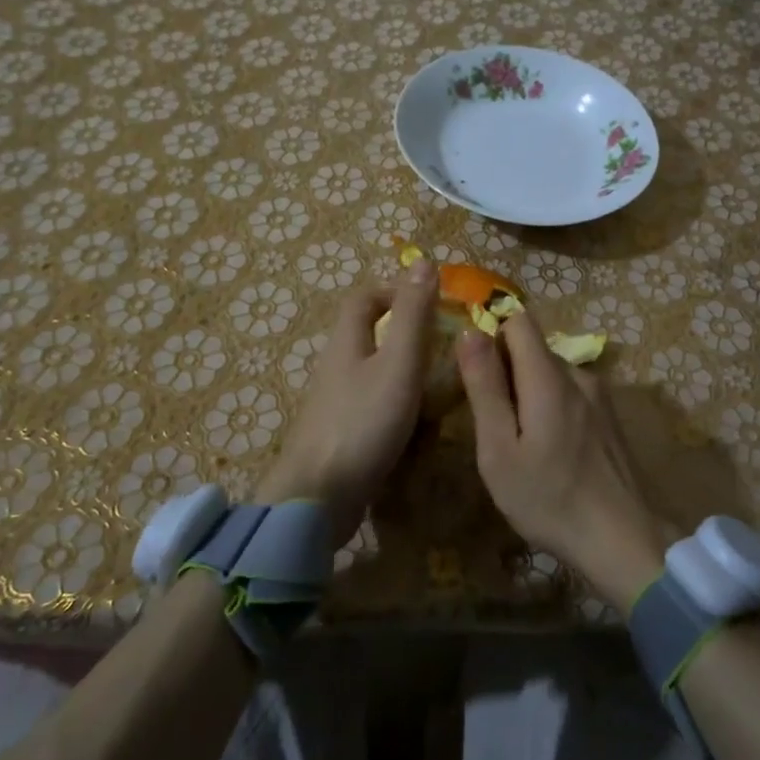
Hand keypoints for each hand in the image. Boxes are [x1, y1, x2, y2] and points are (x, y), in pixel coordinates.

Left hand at [259, 262, 439, 542]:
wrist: (317, 498)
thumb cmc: (363, 422)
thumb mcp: (398, 364)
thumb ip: (413, 315)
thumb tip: (422, 261)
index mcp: (346, 342)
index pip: (364, 298)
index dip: (394, 290)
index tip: (431, 302)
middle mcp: (336, 367)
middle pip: (365, 333)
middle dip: (402, 331)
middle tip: (442, 345)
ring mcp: (334, 404)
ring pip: (370, 371)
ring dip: (400, 369)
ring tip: (437, 383)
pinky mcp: (339, 435)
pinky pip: (369, 405)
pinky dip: (394, 403)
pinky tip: (415, 423)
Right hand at [456, 313, 667, 612]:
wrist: (625, 541)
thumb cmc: (550, 499)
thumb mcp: (500, 450)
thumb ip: (485, 387)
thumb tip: (470, 331)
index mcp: (549, 377)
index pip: (518, 319)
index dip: (491, 331)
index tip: (474, 369)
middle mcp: (578, 374)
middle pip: (533, 349)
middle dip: (506, 371)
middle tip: (492, 423)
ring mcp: (599, 396)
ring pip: (551, 374)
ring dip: (529, 394)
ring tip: (520, 445)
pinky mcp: (610, 418)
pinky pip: (570, 394)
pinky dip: (551, 409)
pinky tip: (550, 453)